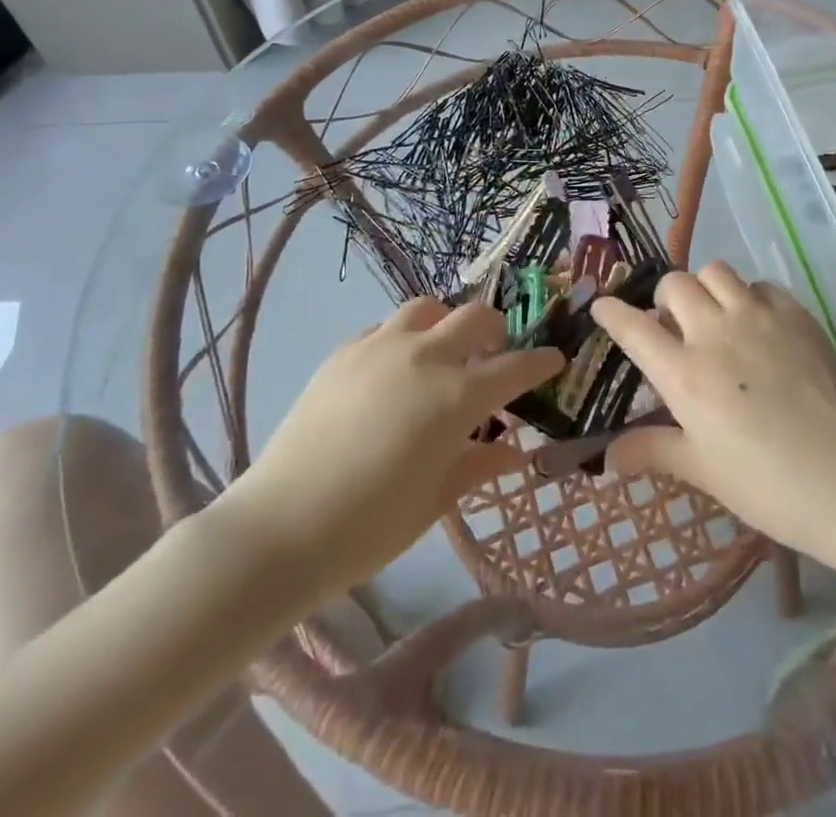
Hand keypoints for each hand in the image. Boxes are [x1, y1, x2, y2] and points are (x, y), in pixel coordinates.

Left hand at [220, 298, 562, 600]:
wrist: (280, 528)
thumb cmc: (369, 527)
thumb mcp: (435, 500)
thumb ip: (479, 465)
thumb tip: (515, 450)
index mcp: (456, 396)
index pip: (515, 366)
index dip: (541, 360)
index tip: (555, 359)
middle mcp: (424, 357)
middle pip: (475, 317)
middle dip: (497, 330)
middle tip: (498, 353)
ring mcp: (380, 346)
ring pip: (428, 308)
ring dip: (447, 323)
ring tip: (444, 352)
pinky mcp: (344, 351)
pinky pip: (385, 327)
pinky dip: (404, 337)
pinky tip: (395, 368)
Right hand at [591, 264, 835, 561]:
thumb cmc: (766, 485)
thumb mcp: (702, 470)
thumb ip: (652, 450)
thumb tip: (608, 458)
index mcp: (684, 373)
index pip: (633, 327)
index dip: (612, 312)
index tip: (603, 306)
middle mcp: (715, 333)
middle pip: (675, 284)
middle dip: (664, 298)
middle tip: (674, 325)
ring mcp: (758, 318)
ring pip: (717, 271)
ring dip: (706, 289)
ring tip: (716, 317)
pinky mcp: (796, 316)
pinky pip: (762, 286)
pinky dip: (750, 297)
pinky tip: (759, 325)